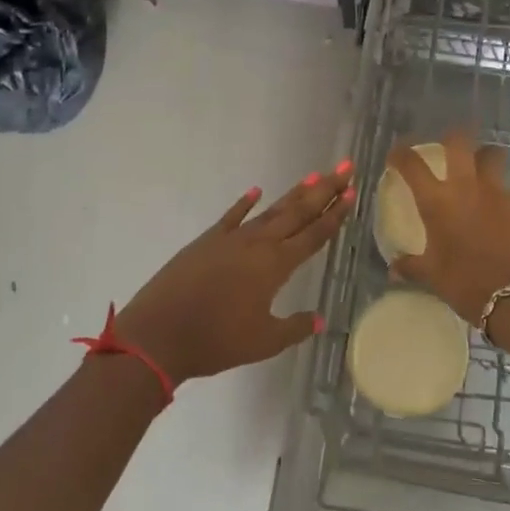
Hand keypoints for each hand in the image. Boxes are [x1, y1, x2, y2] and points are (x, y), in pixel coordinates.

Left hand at [110, 163, 354, 384]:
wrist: (157, 335)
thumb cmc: (215, 341)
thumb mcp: (263, 342)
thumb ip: (294, 328)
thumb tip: (321, 320)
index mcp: (275, 266)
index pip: (313, 234)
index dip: (335, 214)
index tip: (352, 192)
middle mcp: (258, 244)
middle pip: (297, 212)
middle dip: (324, 190)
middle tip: (345, 168)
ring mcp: (230, 239)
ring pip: (270, 210)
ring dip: (294, 193)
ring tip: (314, 175)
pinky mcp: (206, 241)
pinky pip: (231, 216)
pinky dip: (245, 203)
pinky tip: (256, 191)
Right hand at [387, 130, 509, 325]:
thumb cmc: (466, 284)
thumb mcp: (433, 276)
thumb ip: (412, 266)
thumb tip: (394, 268)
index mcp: (438, 202)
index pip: (412, 164)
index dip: (401, 153)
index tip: (397, 154)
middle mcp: (467, 187)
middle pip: (460, 141)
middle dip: (452, 138)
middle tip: (449, 149)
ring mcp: (499, 192)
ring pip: (493, 157)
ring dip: (485, 158)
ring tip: (482, 171)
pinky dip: (502, 197)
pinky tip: (503, 217)